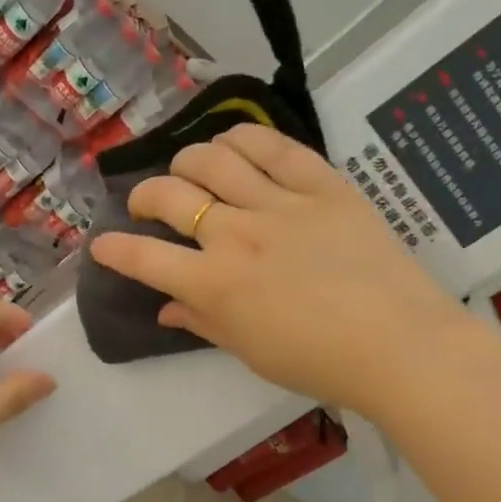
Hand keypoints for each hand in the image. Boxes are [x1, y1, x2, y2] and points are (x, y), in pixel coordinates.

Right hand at [88, 124, 472, 418]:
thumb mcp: (250, 352)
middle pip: (170, 196)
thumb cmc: (319, 361)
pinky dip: (244, 139)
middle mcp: (236, 234)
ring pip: (214, 159)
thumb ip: (204, 324)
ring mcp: (280, 204)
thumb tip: (168, 310)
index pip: (143, 259)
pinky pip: (274, 147)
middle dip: (144, 197)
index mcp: (214, 284)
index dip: (114, 250)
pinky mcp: (322, 185)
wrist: (398, 344)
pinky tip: (233, 144)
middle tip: (147, 205)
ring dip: (188, 162)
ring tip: (189, 171)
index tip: (102, 245)